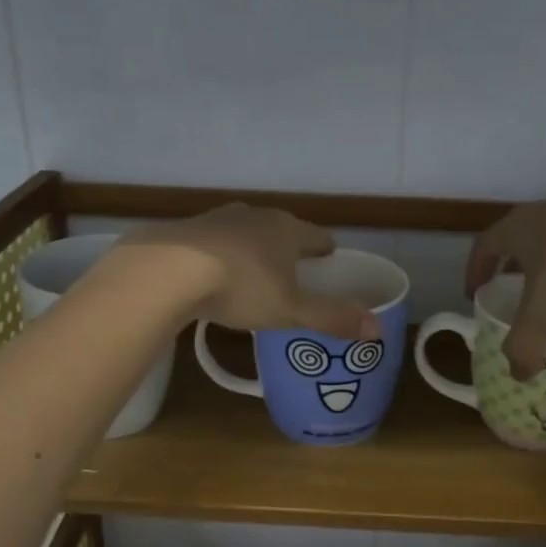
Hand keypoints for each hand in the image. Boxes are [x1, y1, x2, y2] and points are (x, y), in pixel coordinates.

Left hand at [123, 204, 380, 339]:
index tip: (329, 254)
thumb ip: (332, 319)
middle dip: (288, 245)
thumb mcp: (291, 311)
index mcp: (286, 230)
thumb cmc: (241, 287)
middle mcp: (255, 216)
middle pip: (280, 228)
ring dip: (252, 246)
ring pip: (245, 230)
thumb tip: (378, 330)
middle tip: (294, 265)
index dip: (324, 247)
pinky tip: (212, 270)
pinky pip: (213, 241)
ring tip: (254, 267)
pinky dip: (220, 253)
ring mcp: (218, 219)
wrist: (168, 270)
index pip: (315, 235)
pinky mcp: (187, 230)